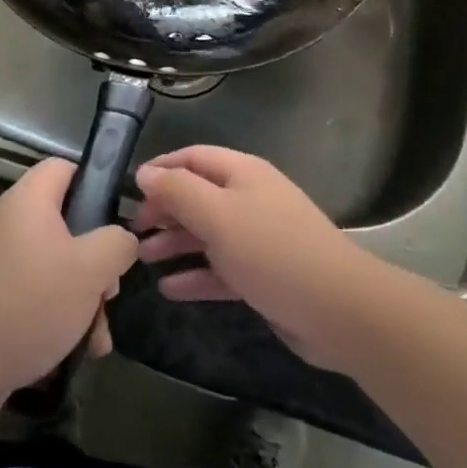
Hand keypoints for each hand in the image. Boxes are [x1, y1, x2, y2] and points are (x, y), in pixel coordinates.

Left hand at [0, 159, 136, 428]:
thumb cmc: (29, 302)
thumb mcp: (90, 269)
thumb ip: (117, 244)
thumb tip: (122, 240)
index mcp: (30, 200)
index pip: (66, 167)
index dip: (95, 184)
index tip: (117, 219)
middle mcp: (12, 222)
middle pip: (68, 223)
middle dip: (97, 259)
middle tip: (110, 288)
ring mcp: (1, 261)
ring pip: (58, 265)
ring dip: (85, 297)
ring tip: (98, 333)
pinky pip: (38, 294)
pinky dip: (61, 316)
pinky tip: (80, 349)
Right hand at [135, 146, 394, 371]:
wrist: (336, 309)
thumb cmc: (271, 250)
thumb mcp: (217, 214)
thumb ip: (178, 190)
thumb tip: (145, 172)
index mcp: (242, 173)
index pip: (193, 158)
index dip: (161, 169)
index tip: (129, 191)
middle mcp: (249, 199)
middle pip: (198, 196)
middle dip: (165, 209)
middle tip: (132, 231)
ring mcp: (258, 238)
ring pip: (207, 233)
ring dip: (175, 243)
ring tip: (142, 259)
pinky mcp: (263, 275)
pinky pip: (220, 269)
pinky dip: (195, 276)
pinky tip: (169, 289)